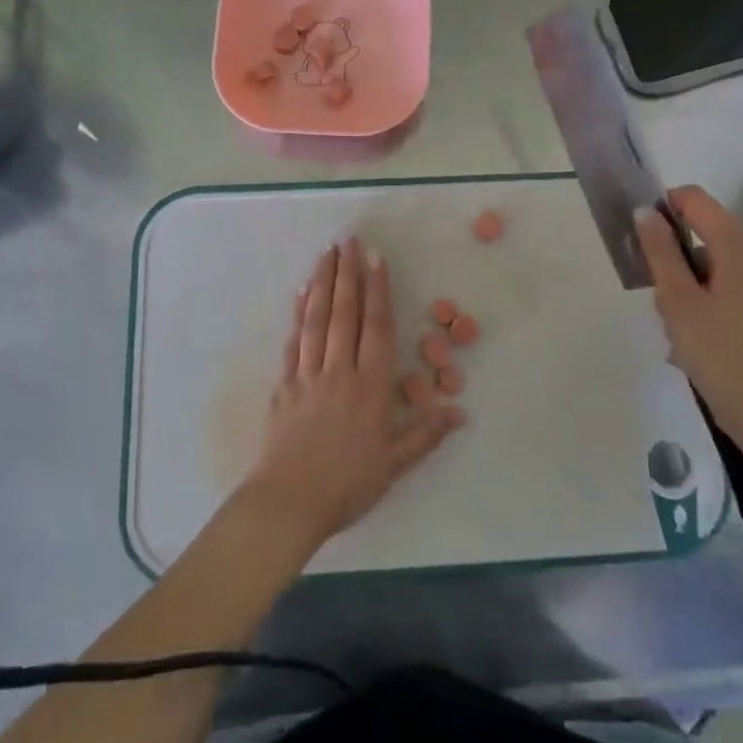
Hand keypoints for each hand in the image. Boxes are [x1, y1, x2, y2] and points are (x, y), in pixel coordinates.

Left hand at [240, 238, 464, 550]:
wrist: (288, 504)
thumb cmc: (347, 485)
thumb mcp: (394, 465)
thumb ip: (425, 434)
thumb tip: (459, 411)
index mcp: (370, 387)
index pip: (377, 327)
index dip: (378, 290)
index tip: (376, 257)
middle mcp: (339, 371)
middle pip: (344, 313)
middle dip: (348, 273)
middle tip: (348, 239)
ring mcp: (307, 375)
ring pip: (316, 320)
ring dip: (322, 284)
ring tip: (326, 254)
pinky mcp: (283, 386)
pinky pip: (292, 343)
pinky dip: (296, 316)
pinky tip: (299, 295)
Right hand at [637, 186, 742, 447]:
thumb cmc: (718, 353)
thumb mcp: (677, 301)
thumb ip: (660, 252)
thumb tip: (647, 212)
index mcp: (739, 248)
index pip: (697, 200)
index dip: (664, 207)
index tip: (642, 238)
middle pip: (707, 236)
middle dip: (675, 258)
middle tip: (657, 297)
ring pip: (717, 268)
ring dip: (689, 286)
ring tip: (674, 328)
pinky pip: (733, 292)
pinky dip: (709, 304)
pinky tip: (698, 341)